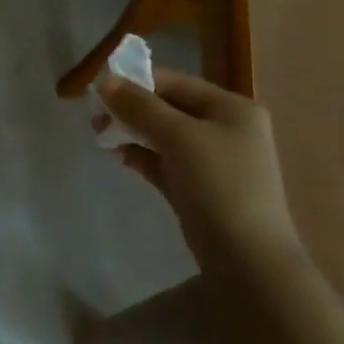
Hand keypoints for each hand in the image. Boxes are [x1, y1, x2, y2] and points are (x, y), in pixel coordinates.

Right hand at [95, 67, 299, 266]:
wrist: (248, 262)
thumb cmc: (218, 185)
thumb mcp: (178, 136)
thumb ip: (140, 106)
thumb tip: (105, 82)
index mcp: (232, 108)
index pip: (177, 82)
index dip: (138, 82)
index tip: (100, 91)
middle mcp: (226, 129)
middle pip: (170, 108)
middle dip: (132, 110)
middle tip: (95, 118)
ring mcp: (214, 162)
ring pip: (165, 137)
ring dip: (133, 132)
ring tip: (101, 137)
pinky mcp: (201, 190)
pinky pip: (166, 163)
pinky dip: (143, 156)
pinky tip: (118, 156)